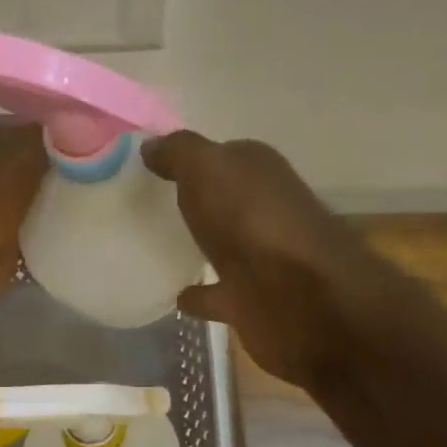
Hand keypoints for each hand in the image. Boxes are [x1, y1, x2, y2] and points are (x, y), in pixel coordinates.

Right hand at [142, 131, 365, 386]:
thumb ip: (178, 153)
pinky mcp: (251, 301)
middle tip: (146, 205)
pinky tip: (175, 297)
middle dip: (195, 201)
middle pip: (223, 201)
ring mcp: (260, 258)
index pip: (223, 156)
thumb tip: (149, 145)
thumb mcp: (208, 168)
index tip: (151, 166)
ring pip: (221, 246)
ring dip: (199, 246)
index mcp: (258, 172)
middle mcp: (263, 210)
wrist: (300, 298)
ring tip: (154, 248)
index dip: (190, 159)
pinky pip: (216, 294)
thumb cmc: (253, 220)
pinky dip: (199, 296)